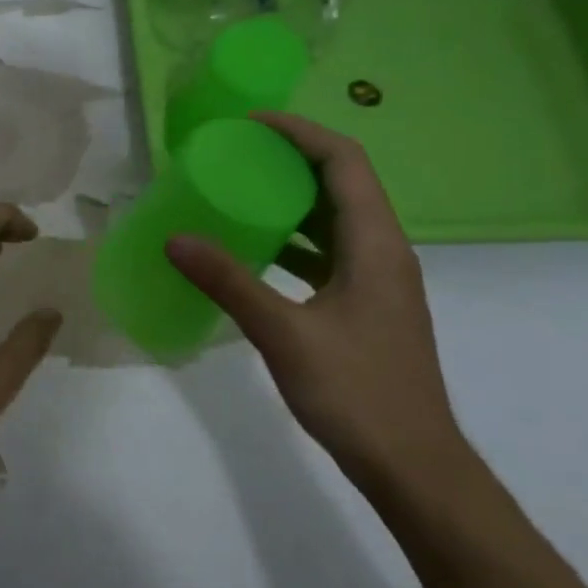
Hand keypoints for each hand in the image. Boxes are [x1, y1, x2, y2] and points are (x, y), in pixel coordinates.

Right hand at [165, 113, 465, 488]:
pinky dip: (293, 241)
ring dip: (292, 200)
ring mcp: (378, 281)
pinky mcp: (366, 306)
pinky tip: (256, 253)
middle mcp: (384, 252)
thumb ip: (229, 282)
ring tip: (240, 193)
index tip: (251, 124)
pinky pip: (329, 253)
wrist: (411, 463)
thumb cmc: (355, 392)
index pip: (345, 161)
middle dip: (291, 160)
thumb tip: (175, 239)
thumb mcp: (283, 333)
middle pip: (343, 184)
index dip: (301, 132)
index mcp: (376, 245)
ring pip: (336, 220)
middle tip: (237, 154)